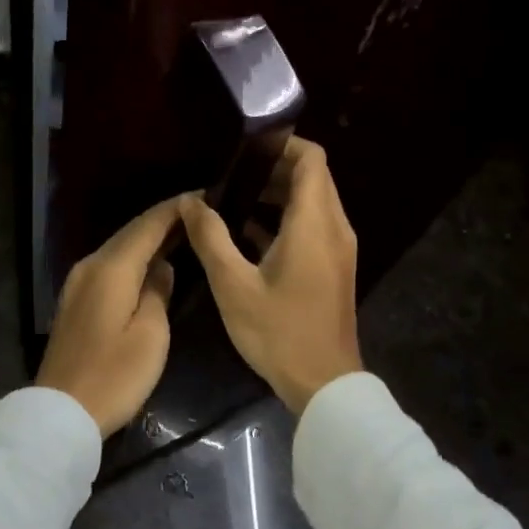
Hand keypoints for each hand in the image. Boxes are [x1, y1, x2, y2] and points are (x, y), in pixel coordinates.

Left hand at [36, 197, 180, 435]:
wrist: (60, 412)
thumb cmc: (113, 376)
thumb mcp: (151, 336)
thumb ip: (159, 292)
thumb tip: (162, 267)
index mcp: (111, 269)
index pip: (147, 225)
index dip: (175, 209)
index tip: (203, 195)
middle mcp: (90, 266)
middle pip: (130, 233)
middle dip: (163, 220)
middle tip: (199, 212)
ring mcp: (78, 283)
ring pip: (119, 249)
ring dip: (148, 239)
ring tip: (182, 234)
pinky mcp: (75, 301)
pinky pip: (110, 267)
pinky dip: (133, 259)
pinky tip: (152, 264)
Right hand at [178, 138, 362, 414]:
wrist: (324, 384)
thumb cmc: (278, 332)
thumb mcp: (234, 285)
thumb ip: (211, 237)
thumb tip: (191, 200)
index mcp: (314, 223)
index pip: (311, 159)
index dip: (282, 144)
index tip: (246, 146)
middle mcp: (334, 227)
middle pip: (313, 177)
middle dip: (274, 168)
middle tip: (231, 173)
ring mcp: (338, 248)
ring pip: (313, 202)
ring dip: (278, 194)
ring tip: (233, 198)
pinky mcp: (334, 267)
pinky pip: (312, 226)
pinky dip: (285, 219)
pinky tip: (246, 234)